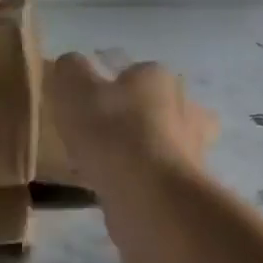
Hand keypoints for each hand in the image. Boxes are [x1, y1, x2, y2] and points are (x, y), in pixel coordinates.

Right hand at [48, 54, 218, 183]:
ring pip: (164, 143)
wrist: (150, 197)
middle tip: (103, 132)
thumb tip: (72, 64)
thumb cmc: (112, 133)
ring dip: (142, 151)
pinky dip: (141, 181)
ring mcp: (192, 150)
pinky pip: (159, 177)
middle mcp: (185, 107)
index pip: (137, 71)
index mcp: (158, 77)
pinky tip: (115, 190)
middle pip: (160, 106)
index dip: (113, 85)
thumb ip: (70, 70)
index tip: (89, 103)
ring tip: (106, 165)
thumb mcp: (74, 89)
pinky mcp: (188, 188)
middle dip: (138, 116)